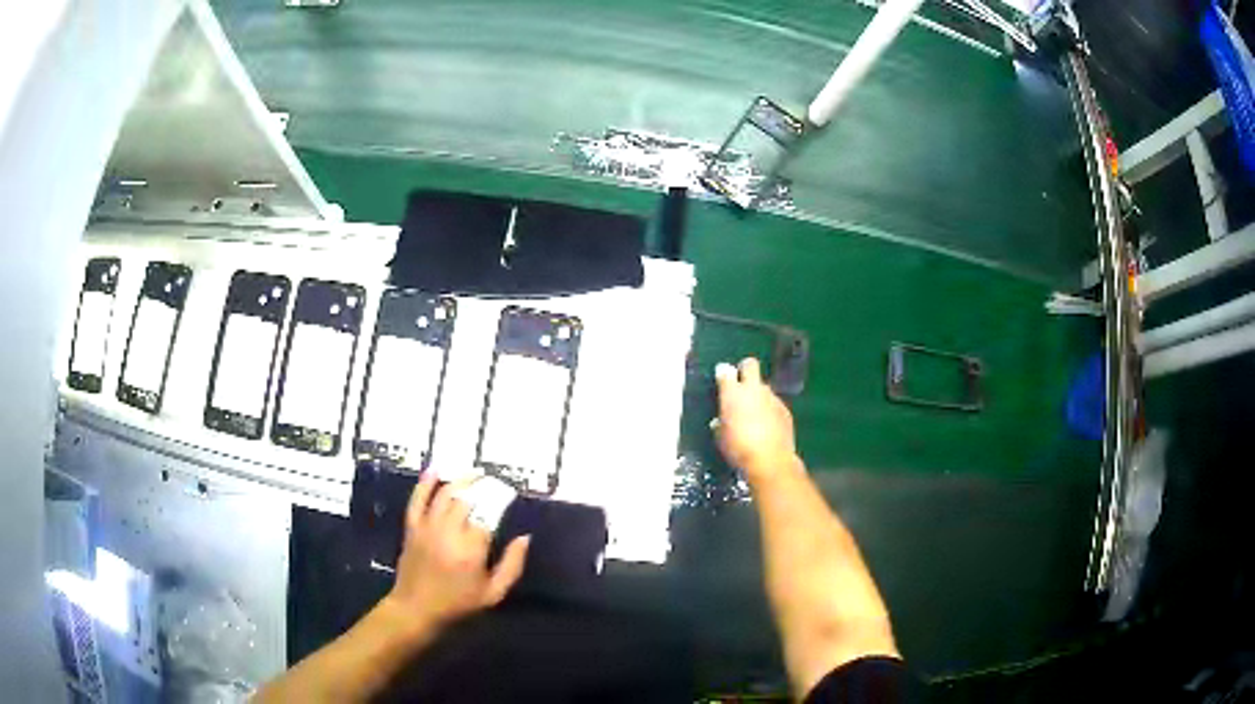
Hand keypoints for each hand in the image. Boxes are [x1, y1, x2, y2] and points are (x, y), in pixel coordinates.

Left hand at [386, 473, 530, 634]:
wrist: (416, 609)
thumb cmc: (458, 604)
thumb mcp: (493, 593)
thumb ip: (512, 566)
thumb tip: (525, 538)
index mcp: (471, 550)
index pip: (489, 514)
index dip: (500, 500)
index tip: (510, 494)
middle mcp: (449, 533)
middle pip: (467, 499)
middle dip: (483, 486)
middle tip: (495, 482)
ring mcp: (427, 527)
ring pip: (445, 494)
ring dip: (461, 479)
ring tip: (475, 473)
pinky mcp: (412, 527)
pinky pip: (417, 499)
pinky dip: (425, 483)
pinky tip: (436, 470)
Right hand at [714, 358, 798, 482]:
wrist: (769, 460)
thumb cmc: (738, 448)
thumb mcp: (720, 437)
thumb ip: (720, 423)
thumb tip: (720, 421)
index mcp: (732, 393)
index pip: (725, 371)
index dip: (723, 373)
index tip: (722, 380)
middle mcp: (753, 389)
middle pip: (750, 365)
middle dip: (745, 369)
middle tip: (741, 384)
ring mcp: (772, 398)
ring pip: (764, 387)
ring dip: (758, 396)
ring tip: (755, 415)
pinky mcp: (785, 409)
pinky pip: (774, 404)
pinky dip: (770, 411)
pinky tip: (768, 426)